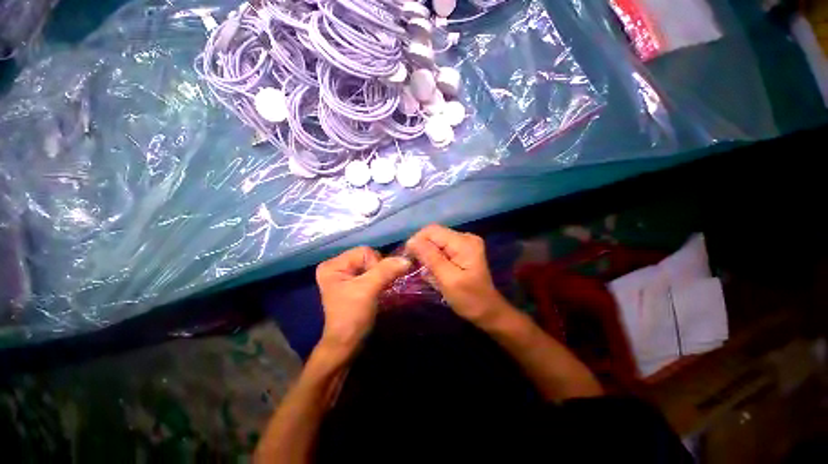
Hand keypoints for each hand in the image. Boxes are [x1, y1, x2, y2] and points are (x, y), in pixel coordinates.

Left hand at [316, 247, 410, 351]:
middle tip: (376, 287)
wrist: (348, 343)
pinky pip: (372, 272)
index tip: (374, 284)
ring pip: (372, 264)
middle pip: (368, 256)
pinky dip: (380, 278)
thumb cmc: (352, 316)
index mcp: (332, 265)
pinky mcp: (353, 283)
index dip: (375, 264)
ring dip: (381, 275)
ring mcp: (345, 275)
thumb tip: (406, 259)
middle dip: (378, 270)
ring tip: (378, 289)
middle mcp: (337, 266)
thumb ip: (386, 271)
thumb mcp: (368, 290)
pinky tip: (379, 288)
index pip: (364, 251)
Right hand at [406, 225, 509, 324]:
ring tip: (430, 274)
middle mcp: (465, 237)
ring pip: (435, 243)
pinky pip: (441, 249)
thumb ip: (431, 258)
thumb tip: (411, 241)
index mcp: (464, 242)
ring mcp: (464, 243)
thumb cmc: (469, 299)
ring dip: (428, 257)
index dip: (417, 241)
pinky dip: (434, 260)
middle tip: (419, 270)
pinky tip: (437, 273)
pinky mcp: (461, 251)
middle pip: (433, 235)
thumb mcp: (448, 280)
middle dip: (423, 251)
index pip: (432, 231)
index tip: (410, 260)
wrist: (488, 311)